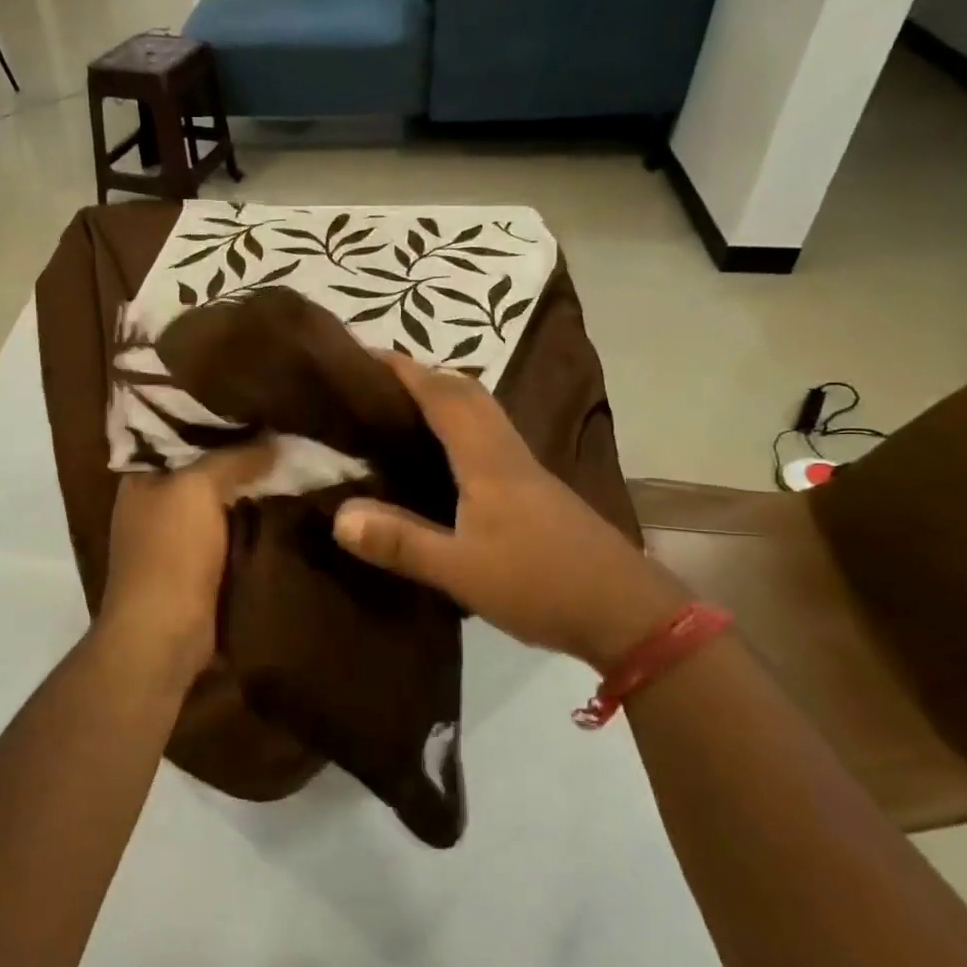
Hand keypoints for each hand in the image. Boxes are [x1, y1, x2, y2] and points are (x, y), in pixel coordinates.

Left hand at [96, 441, 275, 681]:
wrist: (164, 634)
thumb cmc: (170, 551)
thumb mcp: (199, 487)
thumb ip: (234, 457)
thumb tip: (275, 440)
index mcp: (141, 478)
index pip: (180, 435)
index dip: (217, 421)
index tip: (258, 406)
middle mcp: (155, 504)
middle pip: (204, 470)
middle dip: (241, 457)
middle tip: (286, 433)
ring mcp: (177, 539)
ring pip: (221, 503)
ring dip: (252, 492)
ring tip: (295, 463)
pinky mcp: (199, 568)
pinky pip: (232, 534)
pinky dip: (253, 523)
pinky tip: (287, 506)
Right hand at [333, 354, 684, 670]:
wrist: (628, 614)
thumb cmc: (541, 586)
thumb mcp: (461, 572)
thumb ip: (401, 542)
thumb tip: (339, 516)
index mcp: (488, 462)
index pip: (444, 397)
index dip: (406, 371)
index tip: (368, 353)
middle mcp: (509, 454)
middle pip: (470, 393)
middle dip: (426, 376)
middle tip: (381, 382)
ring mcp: (529, 473)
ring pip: (484, 415)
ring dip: (447, 398)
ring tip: (404, 411)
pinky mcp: (538, 494)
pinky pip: (491, 440)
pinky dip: (462, 429)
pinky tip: (446, 459)